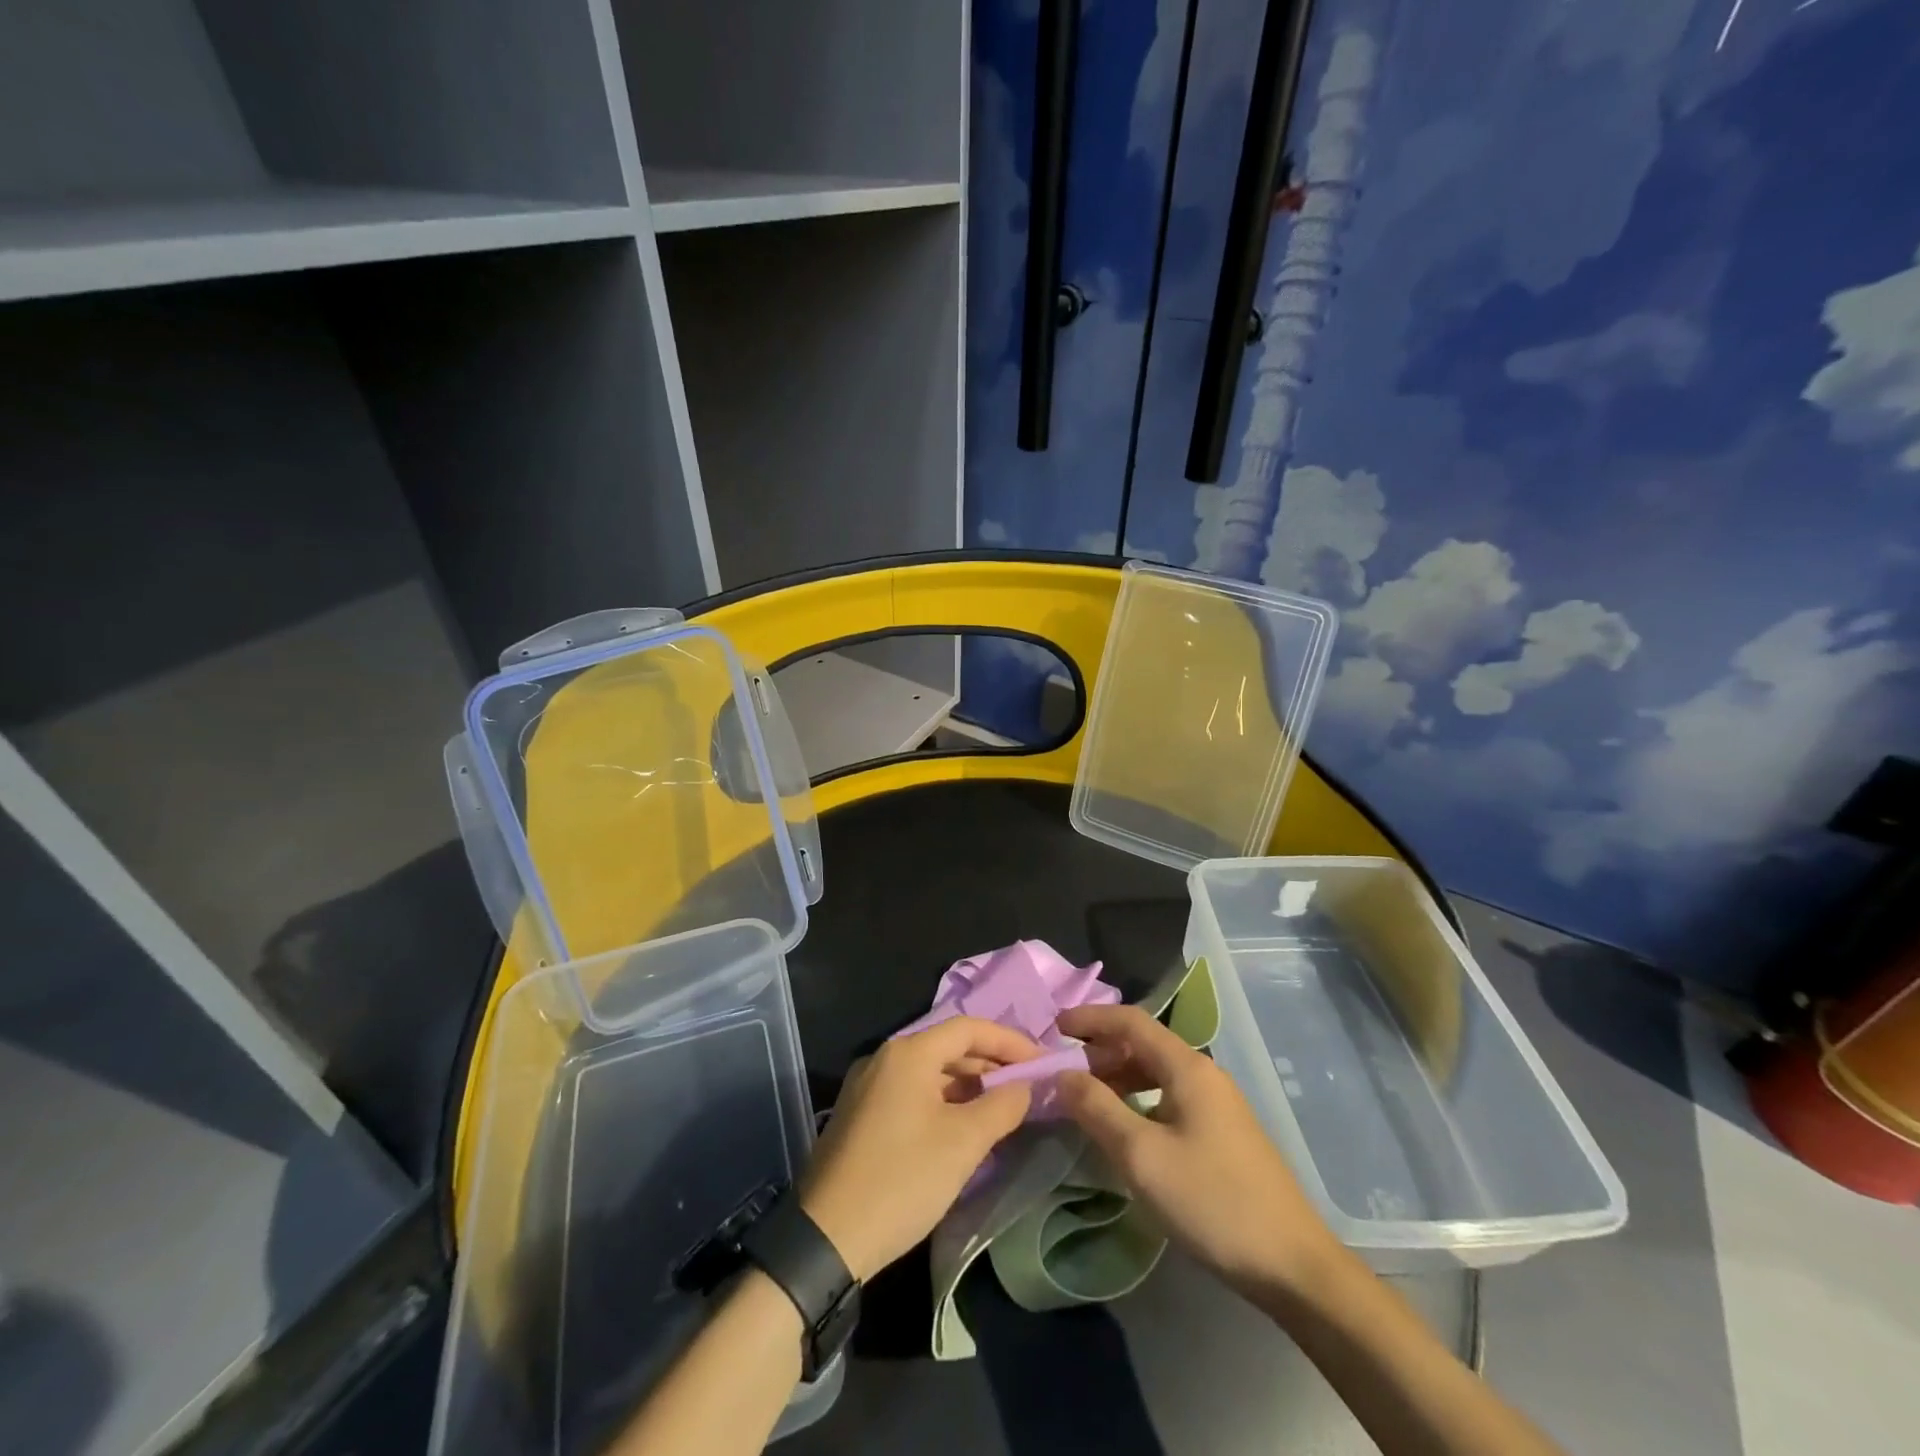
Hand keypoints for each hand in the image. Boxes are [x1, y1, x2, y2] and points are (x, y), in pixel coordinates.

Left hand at [800, 1016, 1038, 1280]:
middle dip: (990, 1065)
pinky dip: (943, 1103)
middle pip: (948, 1048)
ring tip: (1001, 1112)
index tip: (1042, 1063)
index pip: (969, 1028)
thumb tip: (1025, 1086)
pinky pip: (911, 1094)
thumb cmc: (902, 1179)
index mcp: (908, 1052)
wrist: (826, 1238)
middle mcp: (884, 1058)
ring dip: (967, 1087)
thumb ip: (1002, 1106)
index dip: (1009, 1042)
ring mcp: (867, 1086)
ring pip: (929, 1073)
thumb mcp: (964, 1143)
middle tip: (1027, 1090)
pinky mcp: (860, 1115)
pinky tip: (962, 1130)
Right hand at [1054, 1003, 1341, 1298]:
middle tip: (1064, 1072)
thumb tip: (1063, 1074)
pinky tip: (1125, 1130)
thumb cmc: (1212, 1202)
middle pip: (1143, 1043)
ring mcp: (1218, 1104)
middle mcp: (1204, 1074)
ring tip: (1086, 1100)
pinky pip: (1169, 1097)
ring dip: (1118, 1076)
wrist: (1293, 1266)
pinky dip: (1139, 1099)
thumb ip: (1097, 1108)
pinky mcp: (1223, 1132)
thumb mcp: (1142, 1156)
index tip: (1053, 1028)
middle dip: (1100, 1050)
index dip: (1090, 1019)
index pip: (1130, 1021)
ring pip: (1157, 1072)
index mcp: (1187, 1067)